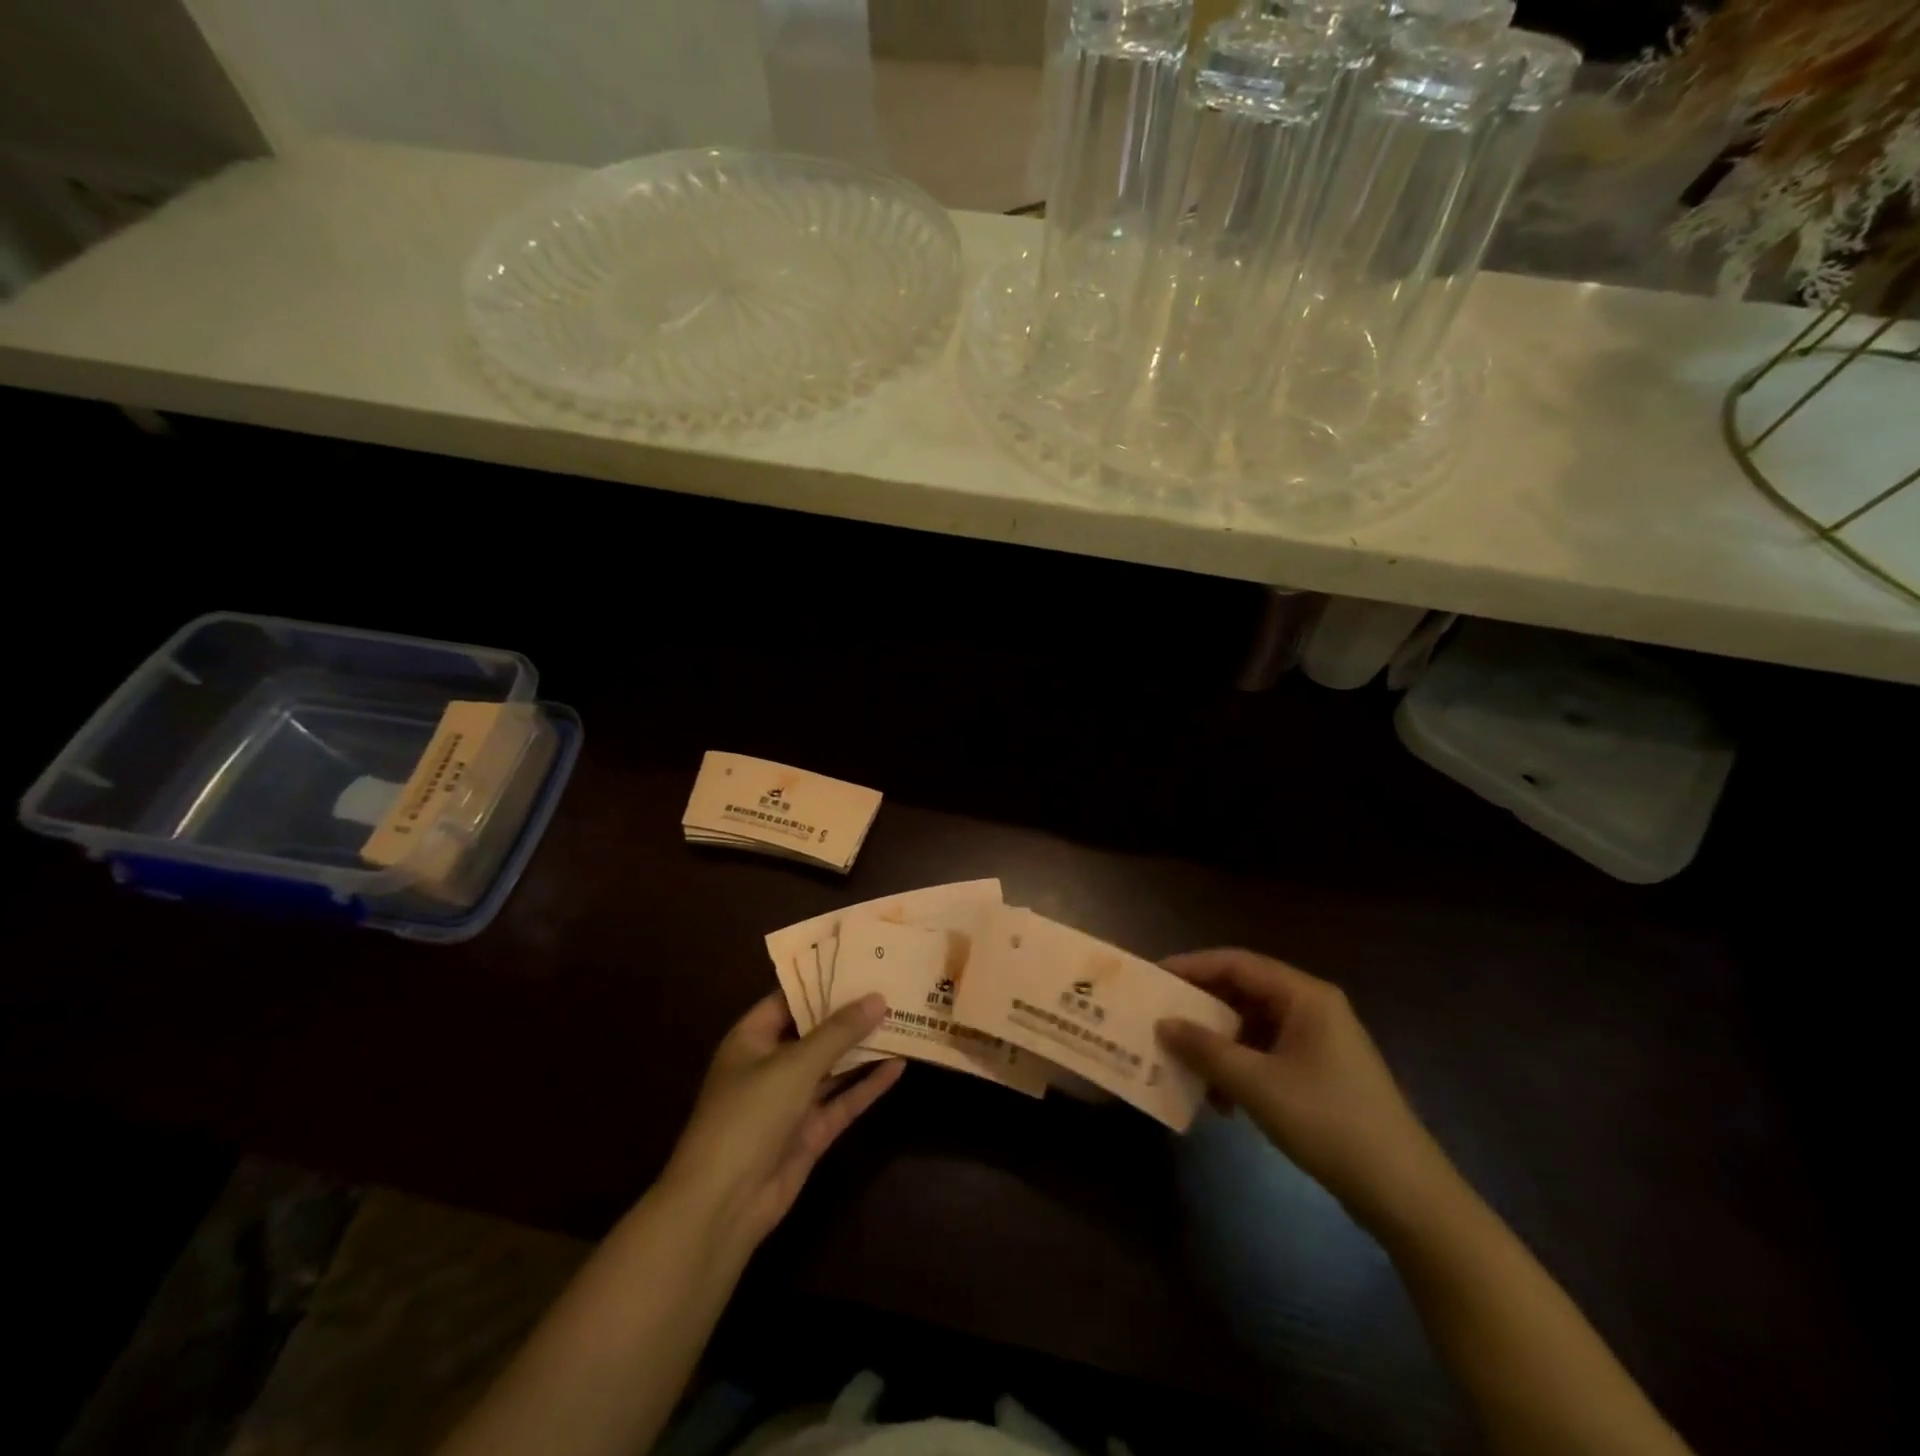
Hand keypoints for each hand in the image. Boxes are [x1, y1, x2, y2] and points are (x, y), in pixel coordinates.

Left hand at [663, 993, 903, 1251]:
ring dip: (863, 1048)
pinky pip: (842, 1101)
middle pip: (815, 1032)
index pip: (789, 998)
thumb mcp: (795, 1065)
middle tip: (891, 984)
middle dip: (850, 1013)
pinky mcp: (809, 1133)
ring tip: (903, 1018)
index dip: (822, 980)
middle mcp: (770, 1065)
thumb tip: (878, 998)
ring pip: (832, 1067)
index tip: (860, 960)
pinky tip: (899, 1065)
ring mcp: (790, 1102)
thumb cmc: (749, 1115)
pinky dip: (867, 1085)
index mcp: (752, 1039)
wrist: (723, 1205)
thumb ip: (838, 1032)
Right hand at [1156, 949, 1446, 1226]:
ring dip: (1218, 1044)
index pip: (1236, 963)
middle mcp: (1312, 1008)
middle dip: (1201, 1008)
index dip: (1191, 967)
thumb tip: (1163, 1024)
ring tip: (1183, 1063)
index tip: (1153, 978)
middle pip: (1244, 992)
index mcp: (1304, 996)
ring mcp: (1318, 1042)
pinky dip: (1239, 1068)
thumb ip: (1206, 1049)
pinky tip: (1220, 1100)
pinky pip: (1266, 1054)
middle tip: (1160, 1018)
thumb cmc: (1329, 1123)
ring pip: (1252, 1026)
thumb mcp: (1257, 1085)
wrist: (1405, 1194)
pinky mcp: (1319, 1072)